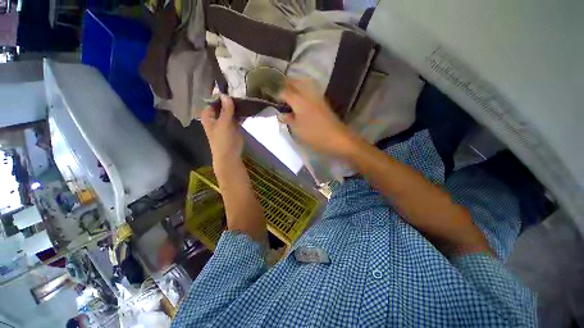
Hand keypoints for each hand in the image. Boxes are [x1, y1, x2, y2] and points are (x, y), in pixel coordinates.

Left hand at [201, 95, 243, 169]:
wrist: (230, 155)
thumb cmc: (223, 140)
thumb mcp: (224, 123)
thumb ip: (226, 109)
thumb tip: (225, 94)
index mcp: (209, 115)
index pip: (214, 101)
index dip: (221, 95)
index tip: (231, 89)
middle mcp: (216, 116)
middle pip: (223, 104)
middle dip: (231, 100)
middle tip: (241, 93)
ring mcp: (226, 121)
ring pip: (231, 110)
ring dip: (236, 106)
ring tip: (245, 99)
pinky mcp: (234, 126)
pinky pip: (237, 116)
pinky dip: (241, 113)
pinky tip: (247, 108)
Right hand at [278, 80, 356, 156]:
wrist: (336, 138)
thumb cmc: (314, 134)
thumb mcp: (297, 129)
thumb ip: (288, 120)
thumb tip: (281, 115)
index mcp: (299, 100)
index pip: (285, 92)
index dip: (278, 95)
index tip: (275, 101)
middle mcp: (308, 94)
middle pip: (295, 82)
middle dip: (287, 85)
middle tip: (282, 94)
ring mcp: (317, 96)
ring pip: (304, 83)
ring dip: (296, 86)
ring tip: (290, 95)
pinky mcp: (323, 101)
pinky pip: (311, 90)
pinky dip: (304, 91)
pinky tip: (302, 99)